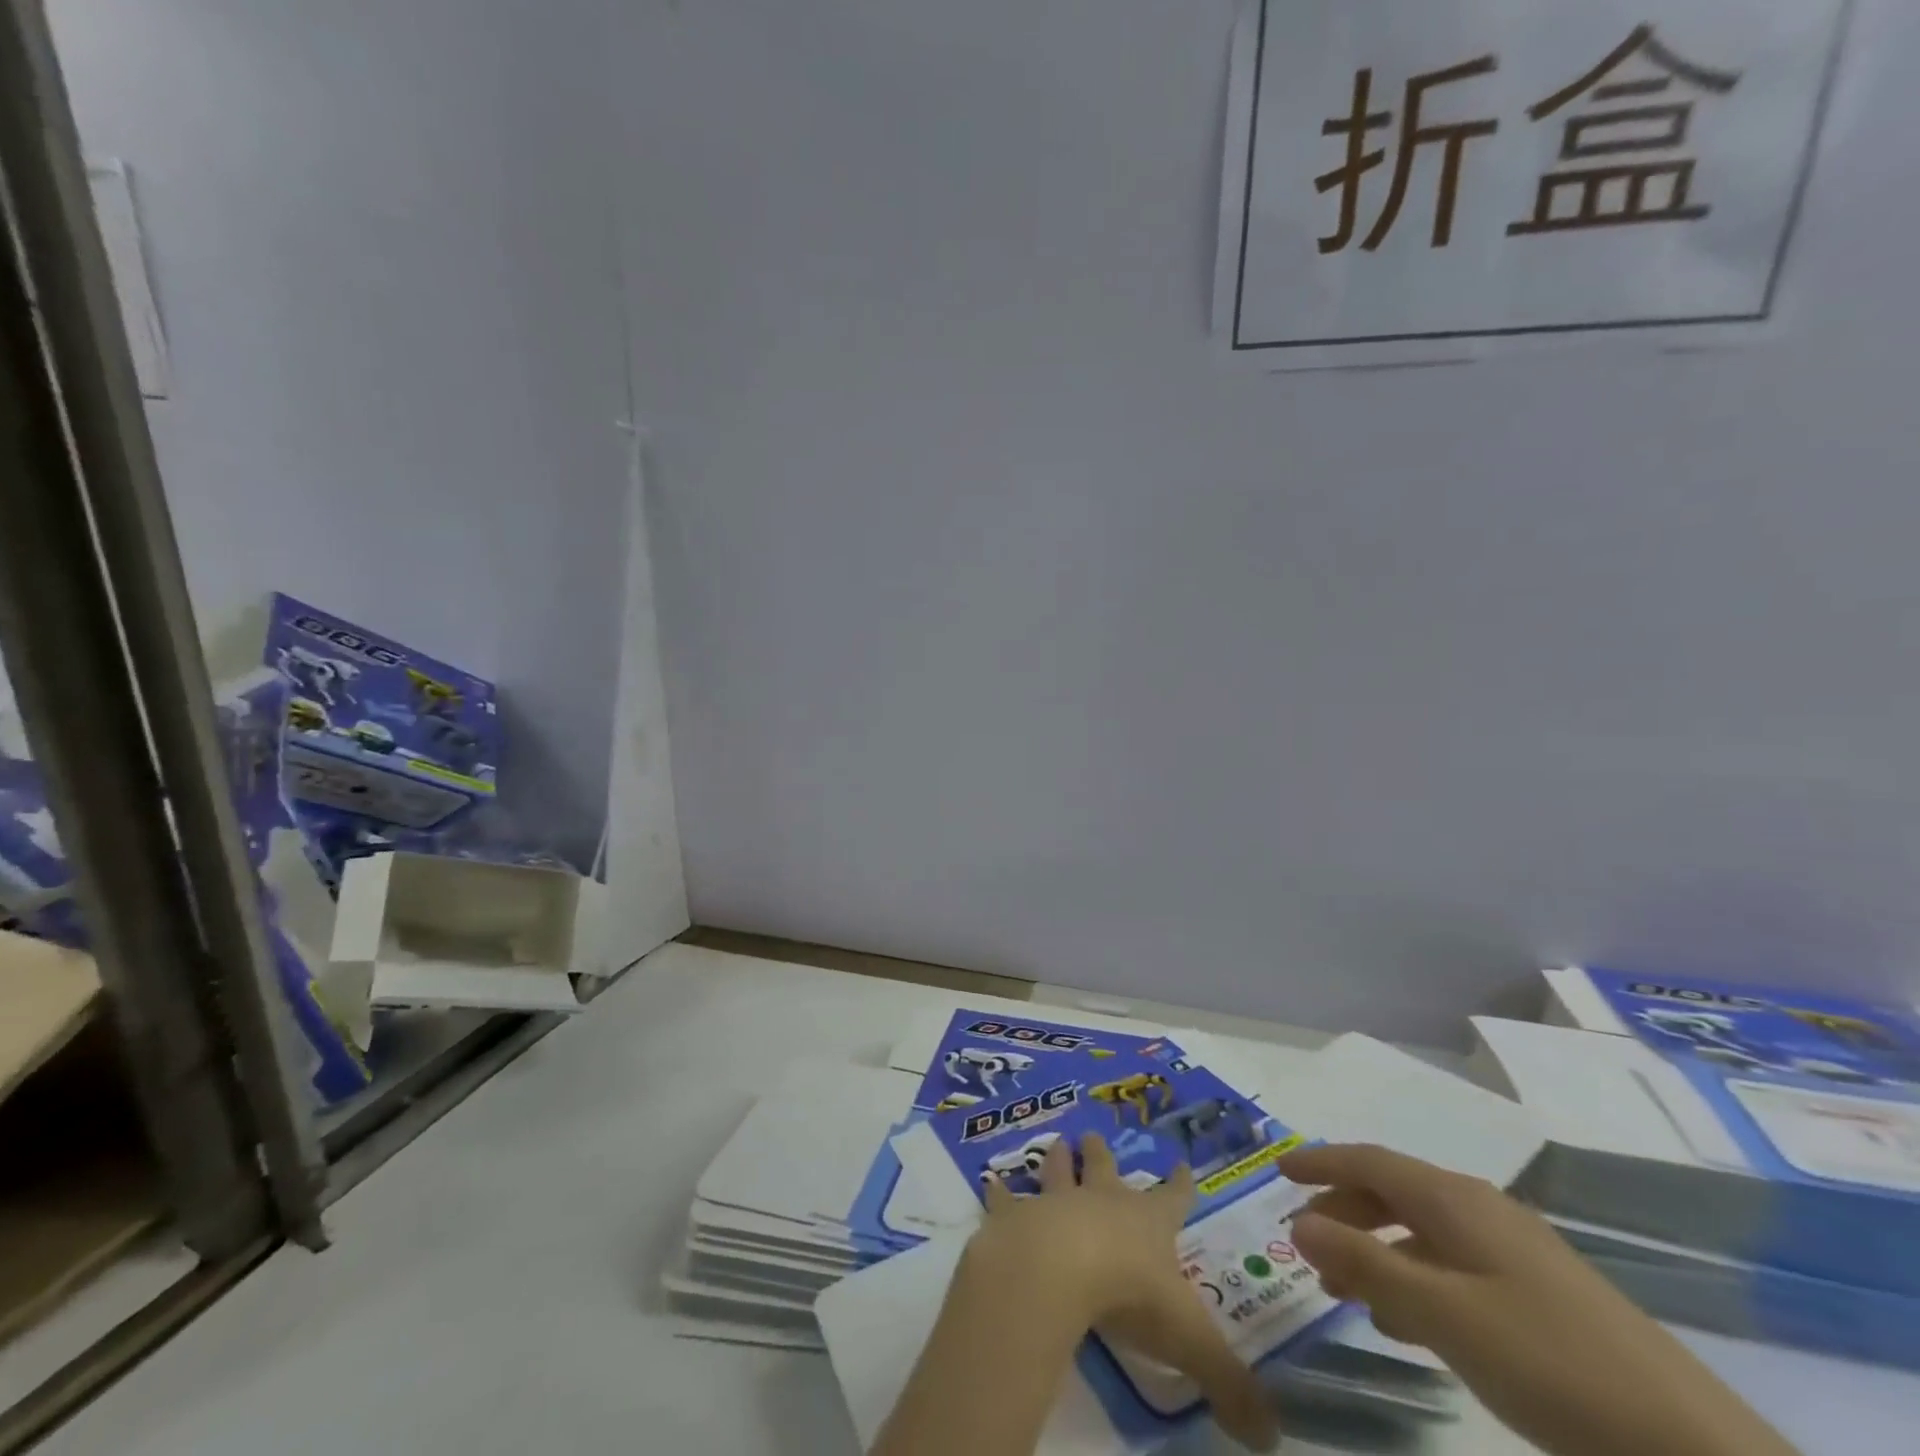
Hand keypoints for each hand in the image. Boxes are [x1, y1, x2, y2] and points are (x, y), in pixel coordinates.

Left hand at [965, 1134, 1277, 1451]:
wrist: (1058, 1268)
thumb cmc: (1129, 1293)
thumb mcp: (1191, 1343)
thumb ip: (1231, 1385)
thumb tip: (1272, 1437)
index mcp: (1147, 1223)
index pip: (1173, 1198)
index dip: (1181, 1184)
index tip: (1183, 1163)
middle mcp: (1102, 1202)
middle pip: (1105, 1169)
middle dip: (1102, 1154)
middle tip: (1094, 1134)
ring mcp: (1056, 1202)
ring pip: (1057, 1172)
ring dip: (1057, 1160)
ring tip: (1056, 1142)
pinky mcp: (1017, 1216)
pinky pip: (1005, 1200)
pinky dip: (998, 1193)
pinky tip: (990, 1182)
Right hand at [1277, 1144, 1797, 1455]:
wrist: (1694, 1450)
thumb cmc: (1550, 1362)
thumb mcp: (1442, 1313)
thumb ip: (1365, 1263)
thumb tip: (1297, 1221)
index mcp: (1455, 1199)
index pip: (1369, 1161)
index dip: (1320, 1161)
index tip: (1276, 1170)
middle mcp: (1481, 1210)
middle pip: (1393, 1192)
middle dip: (1343, 1212)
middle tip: (1305, 1246)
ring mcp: (1516, 1253)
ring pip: (1423, 1233)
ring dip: (1376, 1252)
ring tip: (1345, 1292)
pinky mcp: (1541, 1297)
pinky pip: (1454, 1268)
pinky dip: (1415, 1281)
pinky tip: (1410, 1325)